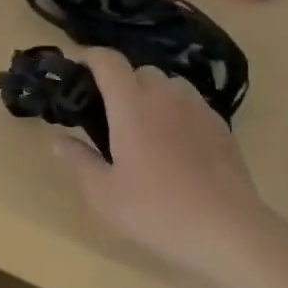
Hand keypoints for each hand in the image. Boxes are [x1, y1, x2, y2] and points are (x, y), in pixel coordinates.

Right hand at [52, 47, 268, 282]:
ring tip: (145, 128)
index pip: (108, 60)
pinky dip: (176, 113)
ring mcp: (197, 107)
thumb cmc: (157, 211)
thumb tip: (59, 141)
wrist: (228, 230)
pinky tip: (176, 147)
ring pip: (168, 84)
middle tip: (110, 115)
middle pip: (139, 70)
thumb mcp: (104, 194)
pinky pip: (190, 104)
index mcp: (131, 104)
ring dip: (151, 95)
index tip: (77, 69)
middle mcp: (165, 94)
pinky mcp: (220, 124)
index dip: (89, 57)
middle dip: (121, 83)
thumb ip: (79, 161)